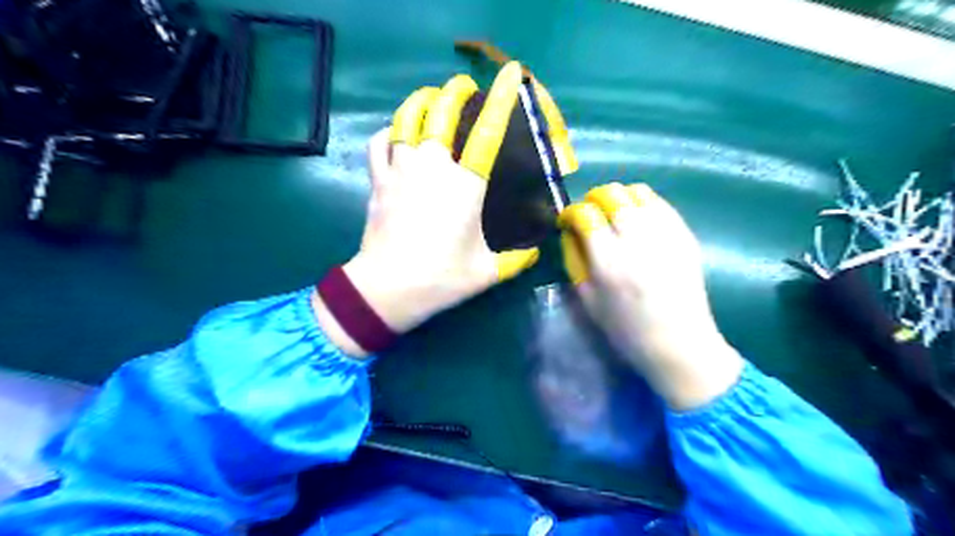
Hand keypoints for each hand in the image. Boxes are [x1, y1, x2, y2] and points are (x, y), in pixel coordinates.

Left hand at [317, 62, 545, 354]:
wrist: (388, 288)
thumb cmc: (442, 277)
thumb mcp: (488, 272)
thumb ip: (517, 259)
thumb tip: (536, 252)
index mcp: (466, 185)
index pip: (488, 133)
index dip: (502, 100)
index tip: (511, 75)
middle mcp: (433, 167)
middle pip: (441, 112)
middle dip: (454, 91)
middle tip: (463, 86)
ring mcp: (401, 170)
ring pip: (407, 118)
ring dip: (421, 101)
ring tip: (431, 97)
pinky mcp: (378, 180)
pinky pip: (380, 142)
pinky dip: (389, 130)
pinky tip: (397, 132)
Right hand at [561, 185, 745, 410]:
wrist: (679, 343)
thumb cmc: (626, 328)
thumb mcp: (587, 299)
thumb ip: (573, 259)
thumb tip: (570, 230)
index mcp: (608, 262)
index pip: (585, 214)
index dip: (571, 212)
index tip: (568, 221)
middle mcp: (636, 241)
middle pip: (611, 194)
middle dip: (593, 198)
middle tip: (590, 214)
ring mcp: (665, 234)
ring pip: (636, 191)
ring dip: (618, 197)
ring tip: (613, 213)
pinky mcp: (684, 234)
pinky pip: (659, 202)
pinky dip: (641, 202)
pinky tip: (637, 218)